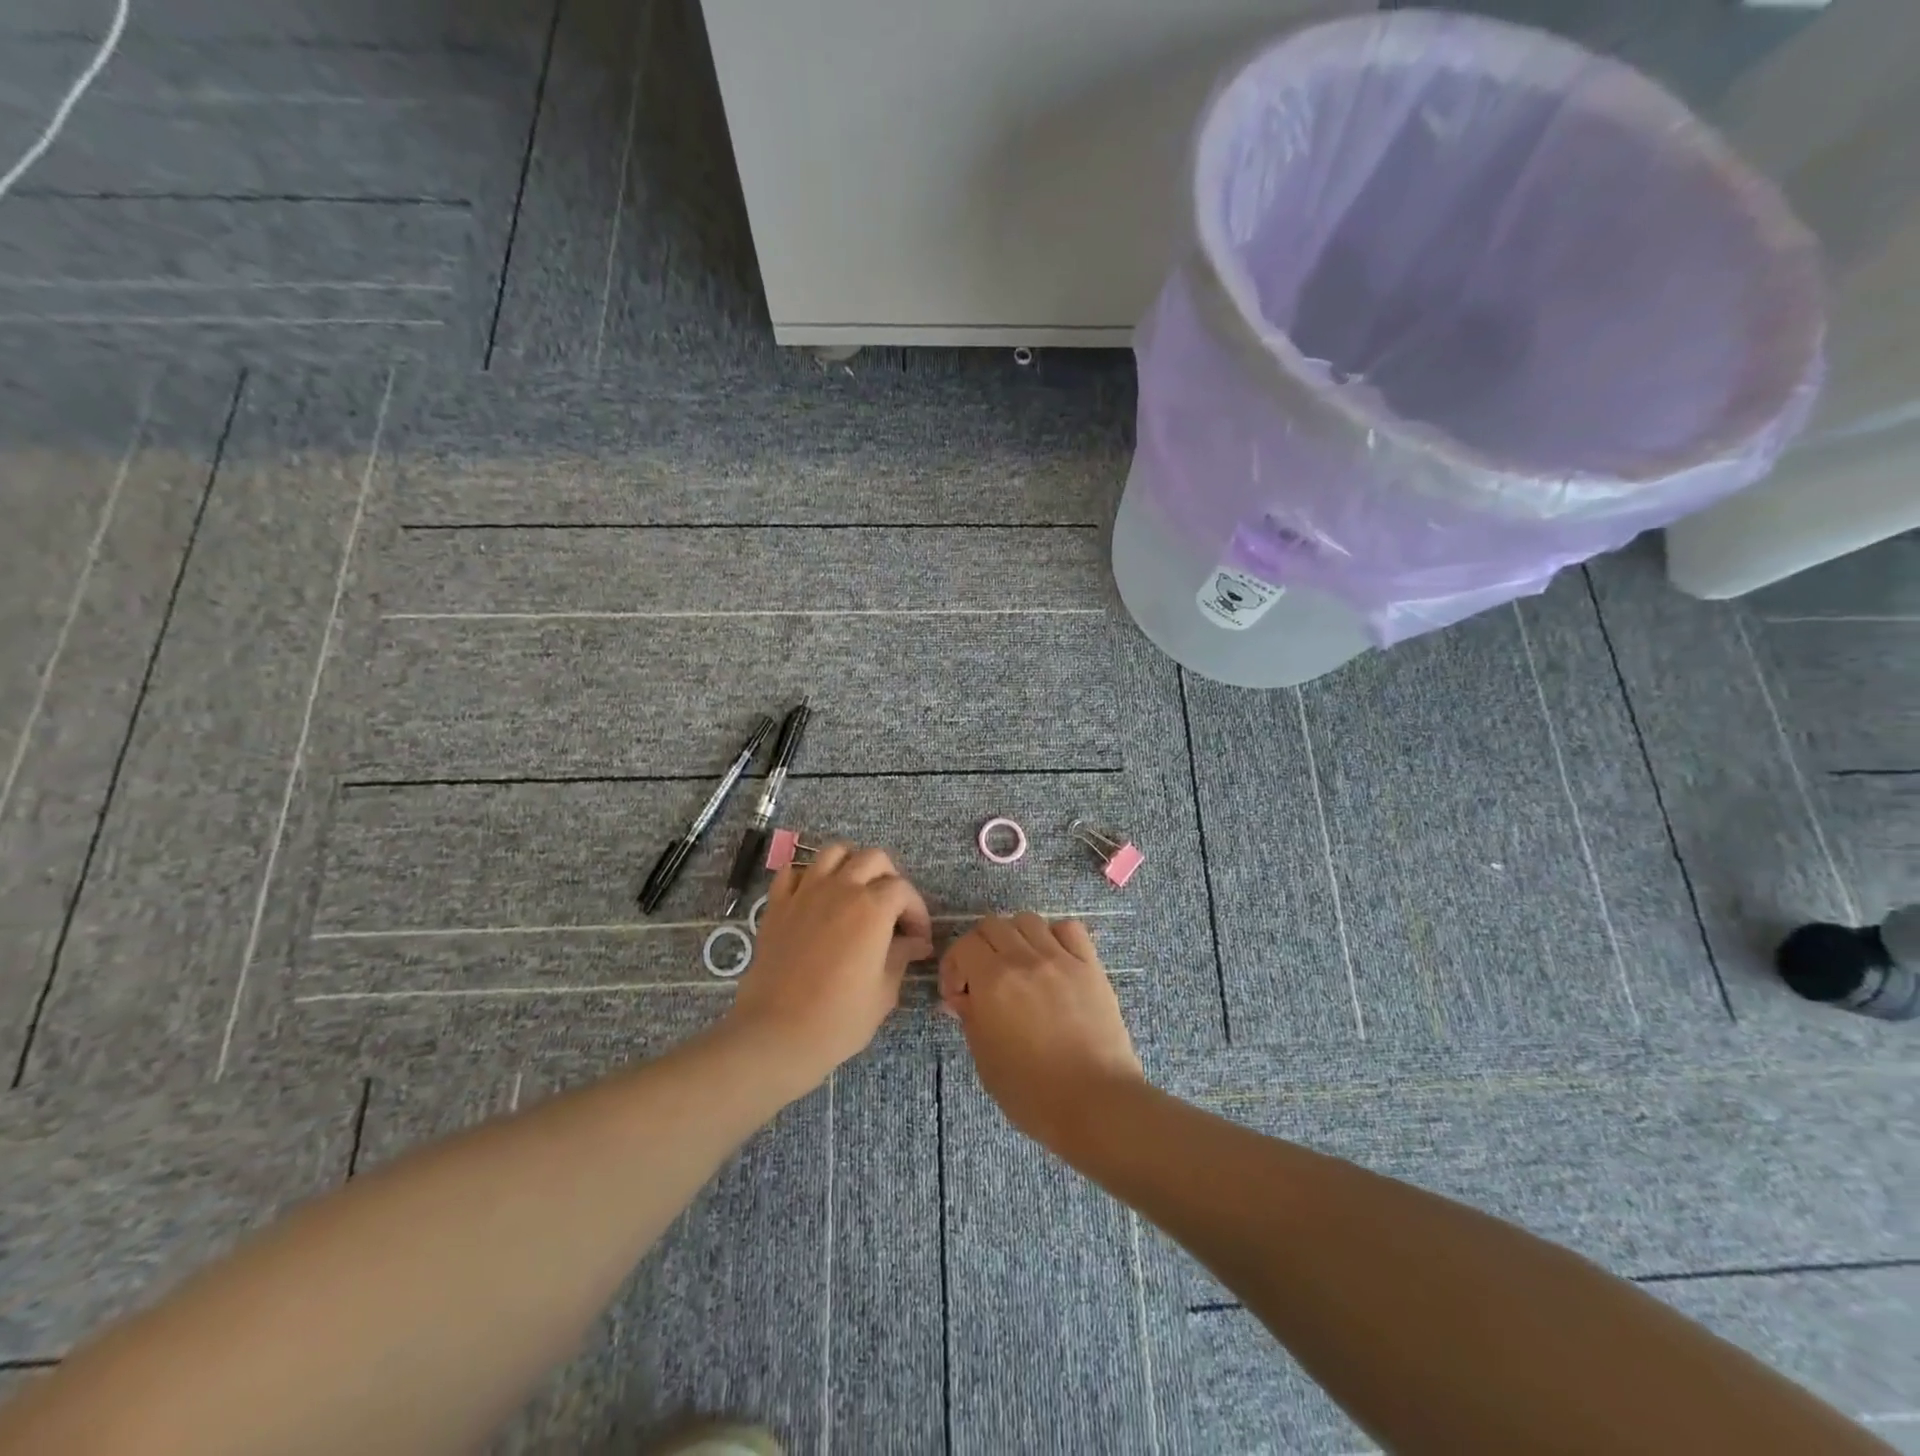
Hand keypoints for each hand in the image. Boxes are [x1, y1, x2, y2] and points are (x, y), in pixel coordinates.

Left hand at [726, 843, 933, 1089]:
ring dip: (850, 865)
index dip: (917, 912)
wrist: (776, 1034)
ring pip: (834, 852)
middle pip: (873, 858)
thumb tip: (916, 943)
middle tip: (891, 910)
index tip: (918, 938)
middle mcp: (841, 888)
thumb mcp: (883, 992)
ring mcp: (805, 892)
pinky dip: (808, 876)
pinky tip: (815, 897)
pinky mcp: (777, 904)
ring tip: (855, 892)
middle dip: (889, 878)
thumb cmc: (839, 1019)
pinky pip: (793, 871)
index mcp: (873, 908)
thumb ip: (901, 957)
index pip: (904, 890)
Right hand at [939, 913, 1143, 1148]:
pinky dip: (1055, 936)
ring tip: (1018, 967)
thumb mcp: (986, 1060)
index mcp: (993, 981)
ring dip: (1014, 938)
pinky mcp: (1090, 965)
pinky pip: (1069, 929)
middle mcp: (1025, 959)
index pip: (964, 945)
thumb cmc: (1033, 1093)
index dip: (953, 966)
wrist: (1096, 1103)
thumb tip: (962, 997)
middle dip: (980, 948)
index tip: (958, 994)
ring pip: (1028, 921)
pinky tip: (1053, 960)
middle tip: (983, 979)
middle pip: (993, 925)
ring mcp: (1061, 958)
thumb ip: (970, 1018)